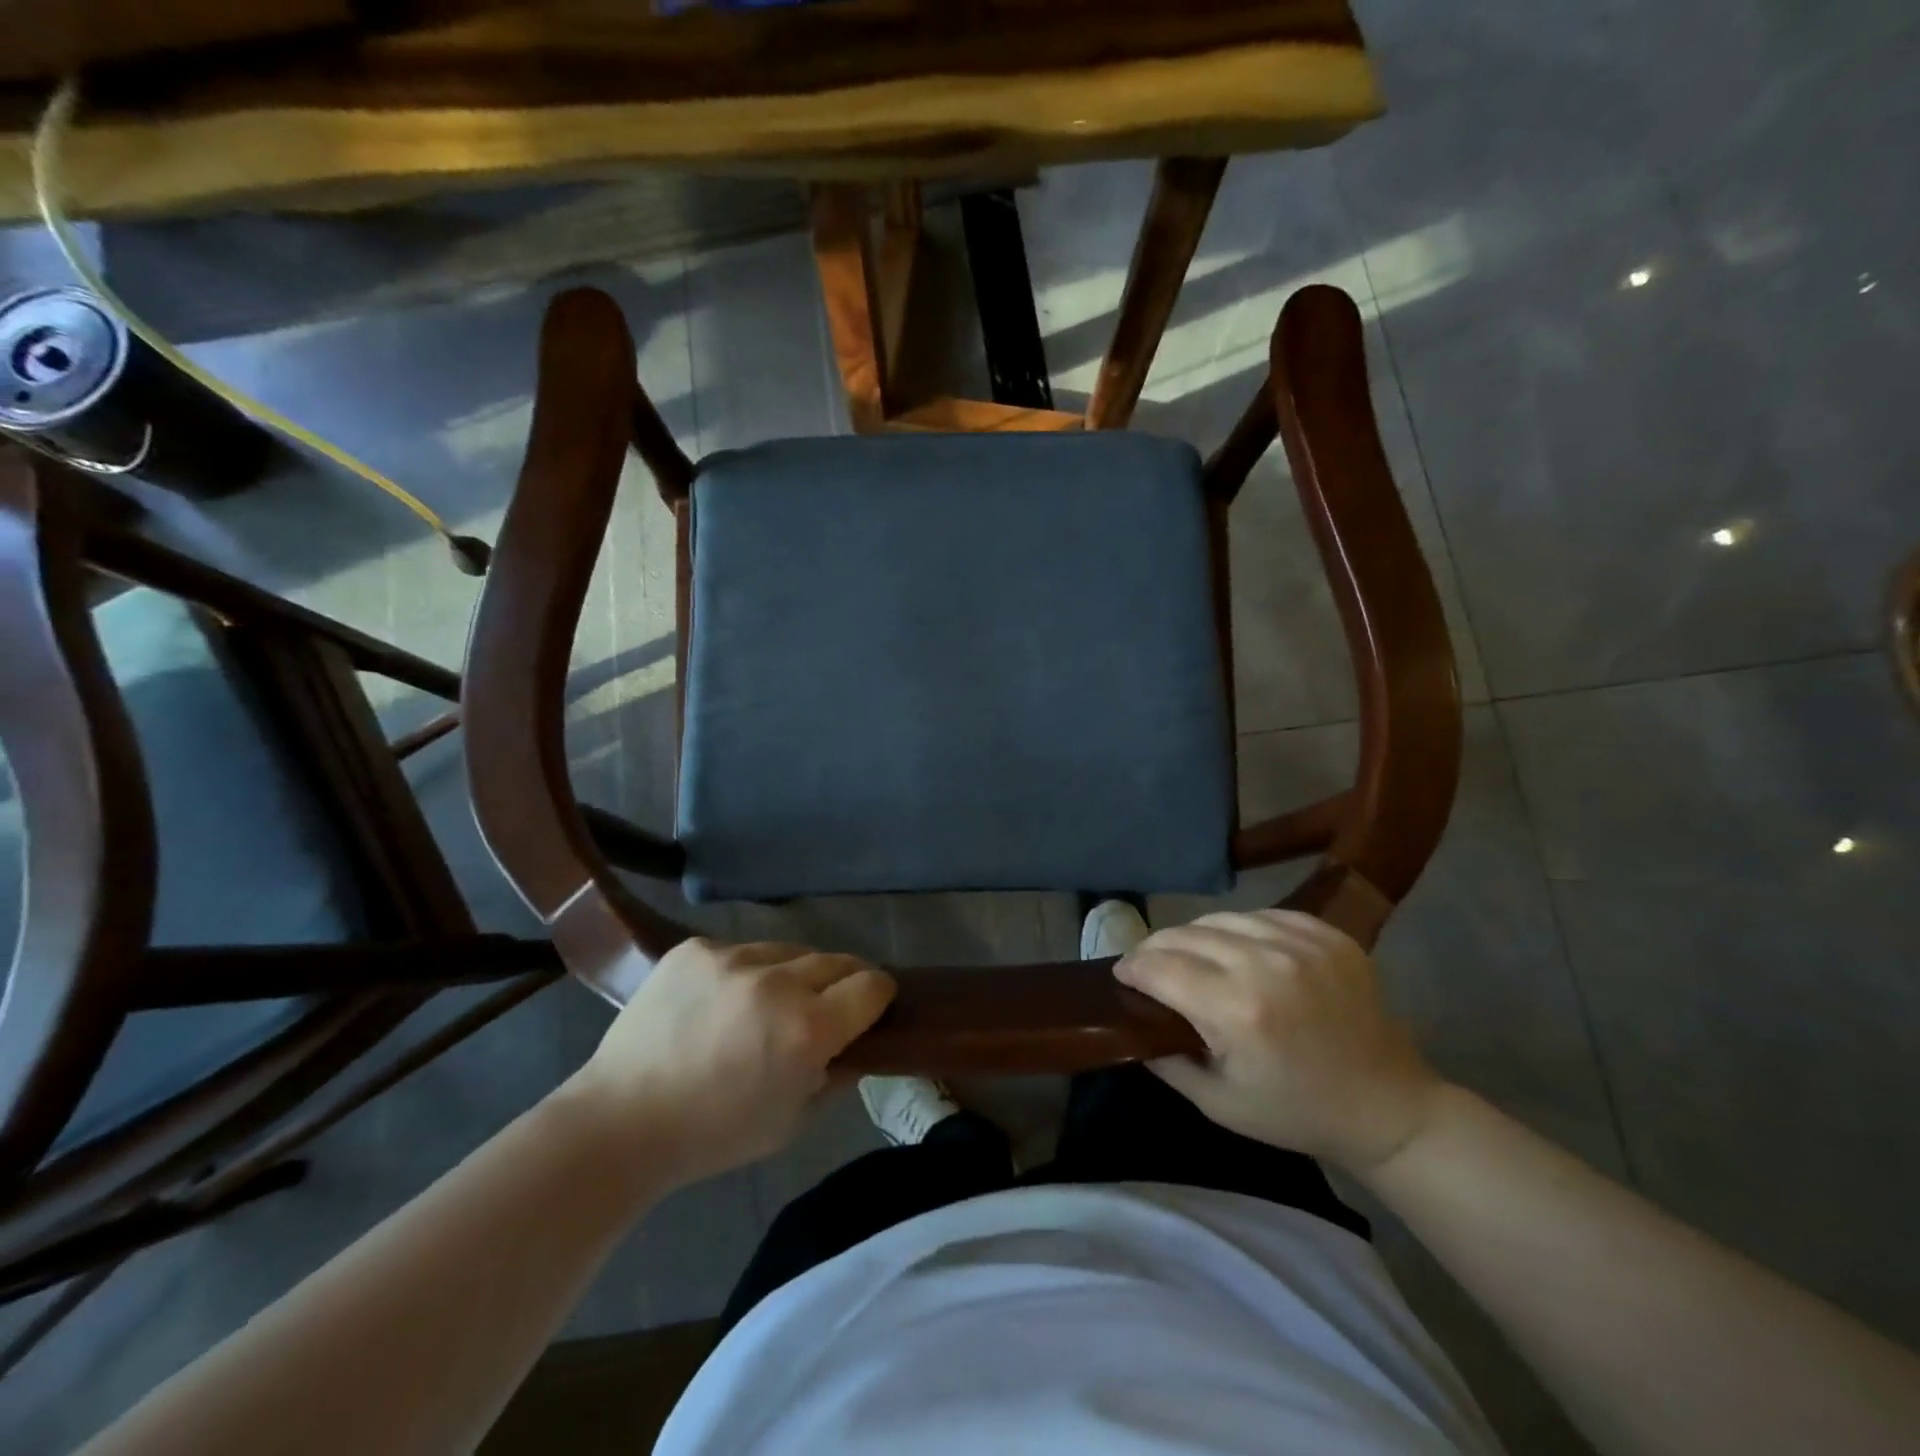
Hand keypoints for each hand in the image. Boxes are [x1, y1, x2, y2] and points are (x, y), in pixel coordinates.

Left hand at [565, 938, 894, 1186]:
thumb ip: (837, 1075)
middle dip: (842, 982)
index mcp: (807, 1029)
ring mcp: (732, 957)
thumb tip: (859, 1044)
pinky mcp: (695, 948)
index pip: (872, 985)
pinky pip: (742, 949)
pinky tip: (723, 1000)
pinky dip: (746, 971)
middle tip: (825, 1007)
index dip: (878, 998)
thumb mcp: (793, 1120)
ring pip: (790, 950)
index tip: (869, 1010)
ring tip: (768, 1003)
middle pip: (837, 960)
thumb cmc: (715, 1134)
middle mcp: (777, 982)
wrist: (621, 1121)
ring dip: (793, 974)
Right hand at [1113, 910, 1443, 1171]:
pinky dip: (1239, 929)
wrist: (1388, 1107)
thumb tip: (1130, 1019)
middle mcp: (1267, 964)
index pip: (1160, 966)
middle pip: (1185, 935)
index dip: (1132, 967)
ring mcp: (1302, 943)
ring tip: (1190, 955)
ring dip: (1195, 935)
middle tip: (1148, 966)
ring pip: (1220, 918)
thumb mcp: (1217, 1102)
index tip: (1122, 975)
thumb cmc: (1296, 1112)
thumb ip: (1165, 1059)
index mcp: (1238, 1010)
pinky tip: (1237, 950)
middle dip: (1156, 948)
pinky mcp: (1328, 934)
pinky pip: (1262, 915)